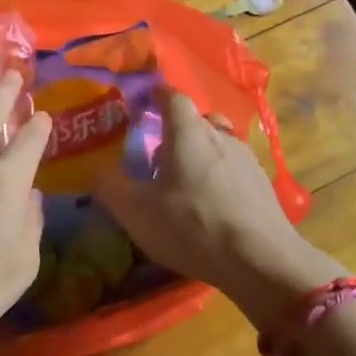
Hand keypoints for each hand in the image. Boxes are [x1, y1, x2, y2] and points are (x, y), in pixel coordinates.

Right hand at [93, 88, 342, 325]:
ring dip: (200, 152)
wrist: (262, 260)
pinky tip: (212, 202)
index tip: (141, 103)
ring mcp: (247, 158)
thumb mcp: (136, 211)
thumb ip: (110, 186)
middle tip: (158, 151)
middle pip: (197, 118)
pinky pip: (234, 167)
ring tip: (185, 180)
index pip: (172, 96)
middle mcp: (220, 135)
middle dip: (177, 128)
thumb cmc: (192, 226)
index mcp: (187, 132)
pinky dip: (220, 174)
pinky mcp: (263, 183)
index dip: (156, 95)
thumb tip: (93, 168)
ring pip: (219, 142)